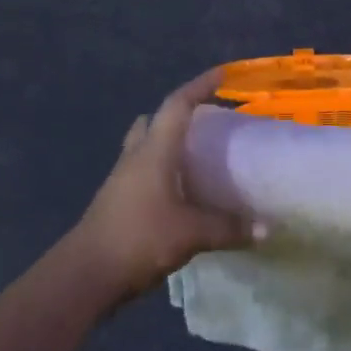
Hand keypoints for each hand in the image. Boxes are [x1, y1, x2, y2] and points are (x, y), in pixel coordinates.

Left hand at [67, 70, 251, 305]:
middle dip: (177, 115)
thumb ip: (229, 228)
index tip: (222, 74)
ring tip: (195, 157)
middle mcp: (135, 157)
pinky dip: (160, 171)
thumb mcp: (191, 233)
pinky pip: (141, 172)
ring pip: (143, 146)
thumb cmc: (139, 239)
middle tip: (206, 122)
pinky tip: (179, 193)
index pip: (177, 105)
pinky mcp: (116, 202)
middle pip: (153, 120)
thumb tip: (267, 229)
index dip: (200, 85)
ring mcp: (121, 180)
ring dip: (166, 143)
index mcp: (154, 151)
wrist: (84, 275)